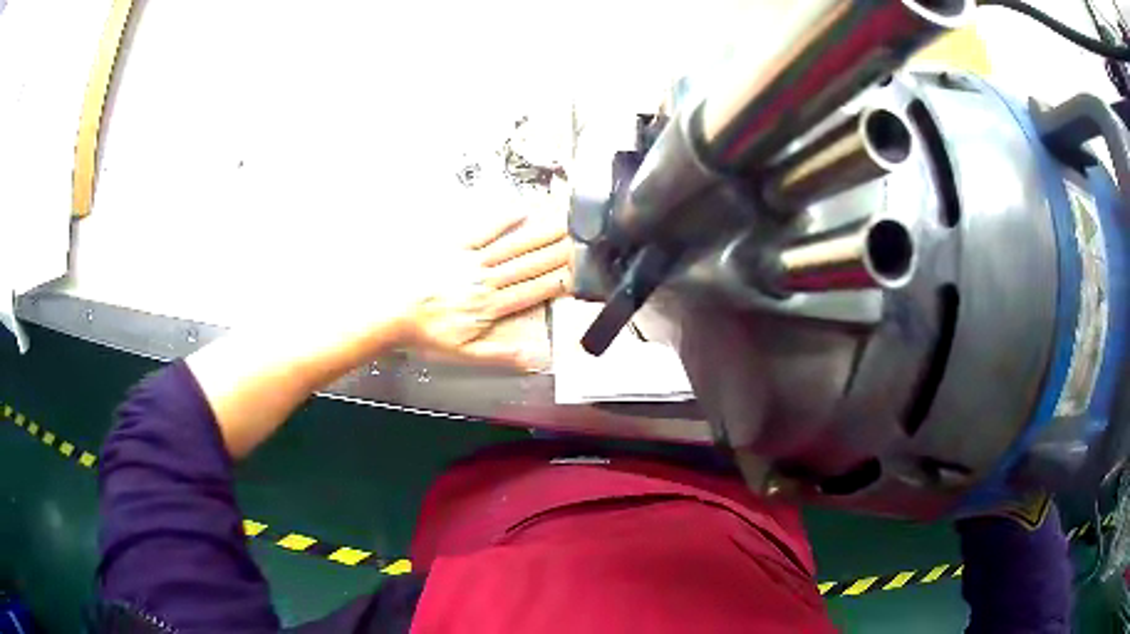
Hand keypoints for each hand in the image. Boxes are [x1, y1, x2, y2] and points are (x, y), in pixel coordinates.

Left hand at [399, 213, 571, 367]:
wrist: (393, 311)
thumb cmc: (426, 333)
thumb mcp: (463, 354)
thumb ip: (500, 354)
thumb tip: (533, 357)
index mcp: (490, 306)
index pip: (531, 292)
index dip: (557, 281)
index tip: (578, 272)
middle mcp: (486, 280)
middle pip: (527, 265)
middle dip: (556, 252)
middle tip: (580, 240)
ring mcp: (471, 260)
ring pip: (512, 247)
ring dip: (538, 235)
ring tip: (561, 224)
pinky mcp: (455, 246)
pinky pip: (483, 230)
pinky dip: (502, 220)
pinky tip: (520, 211)